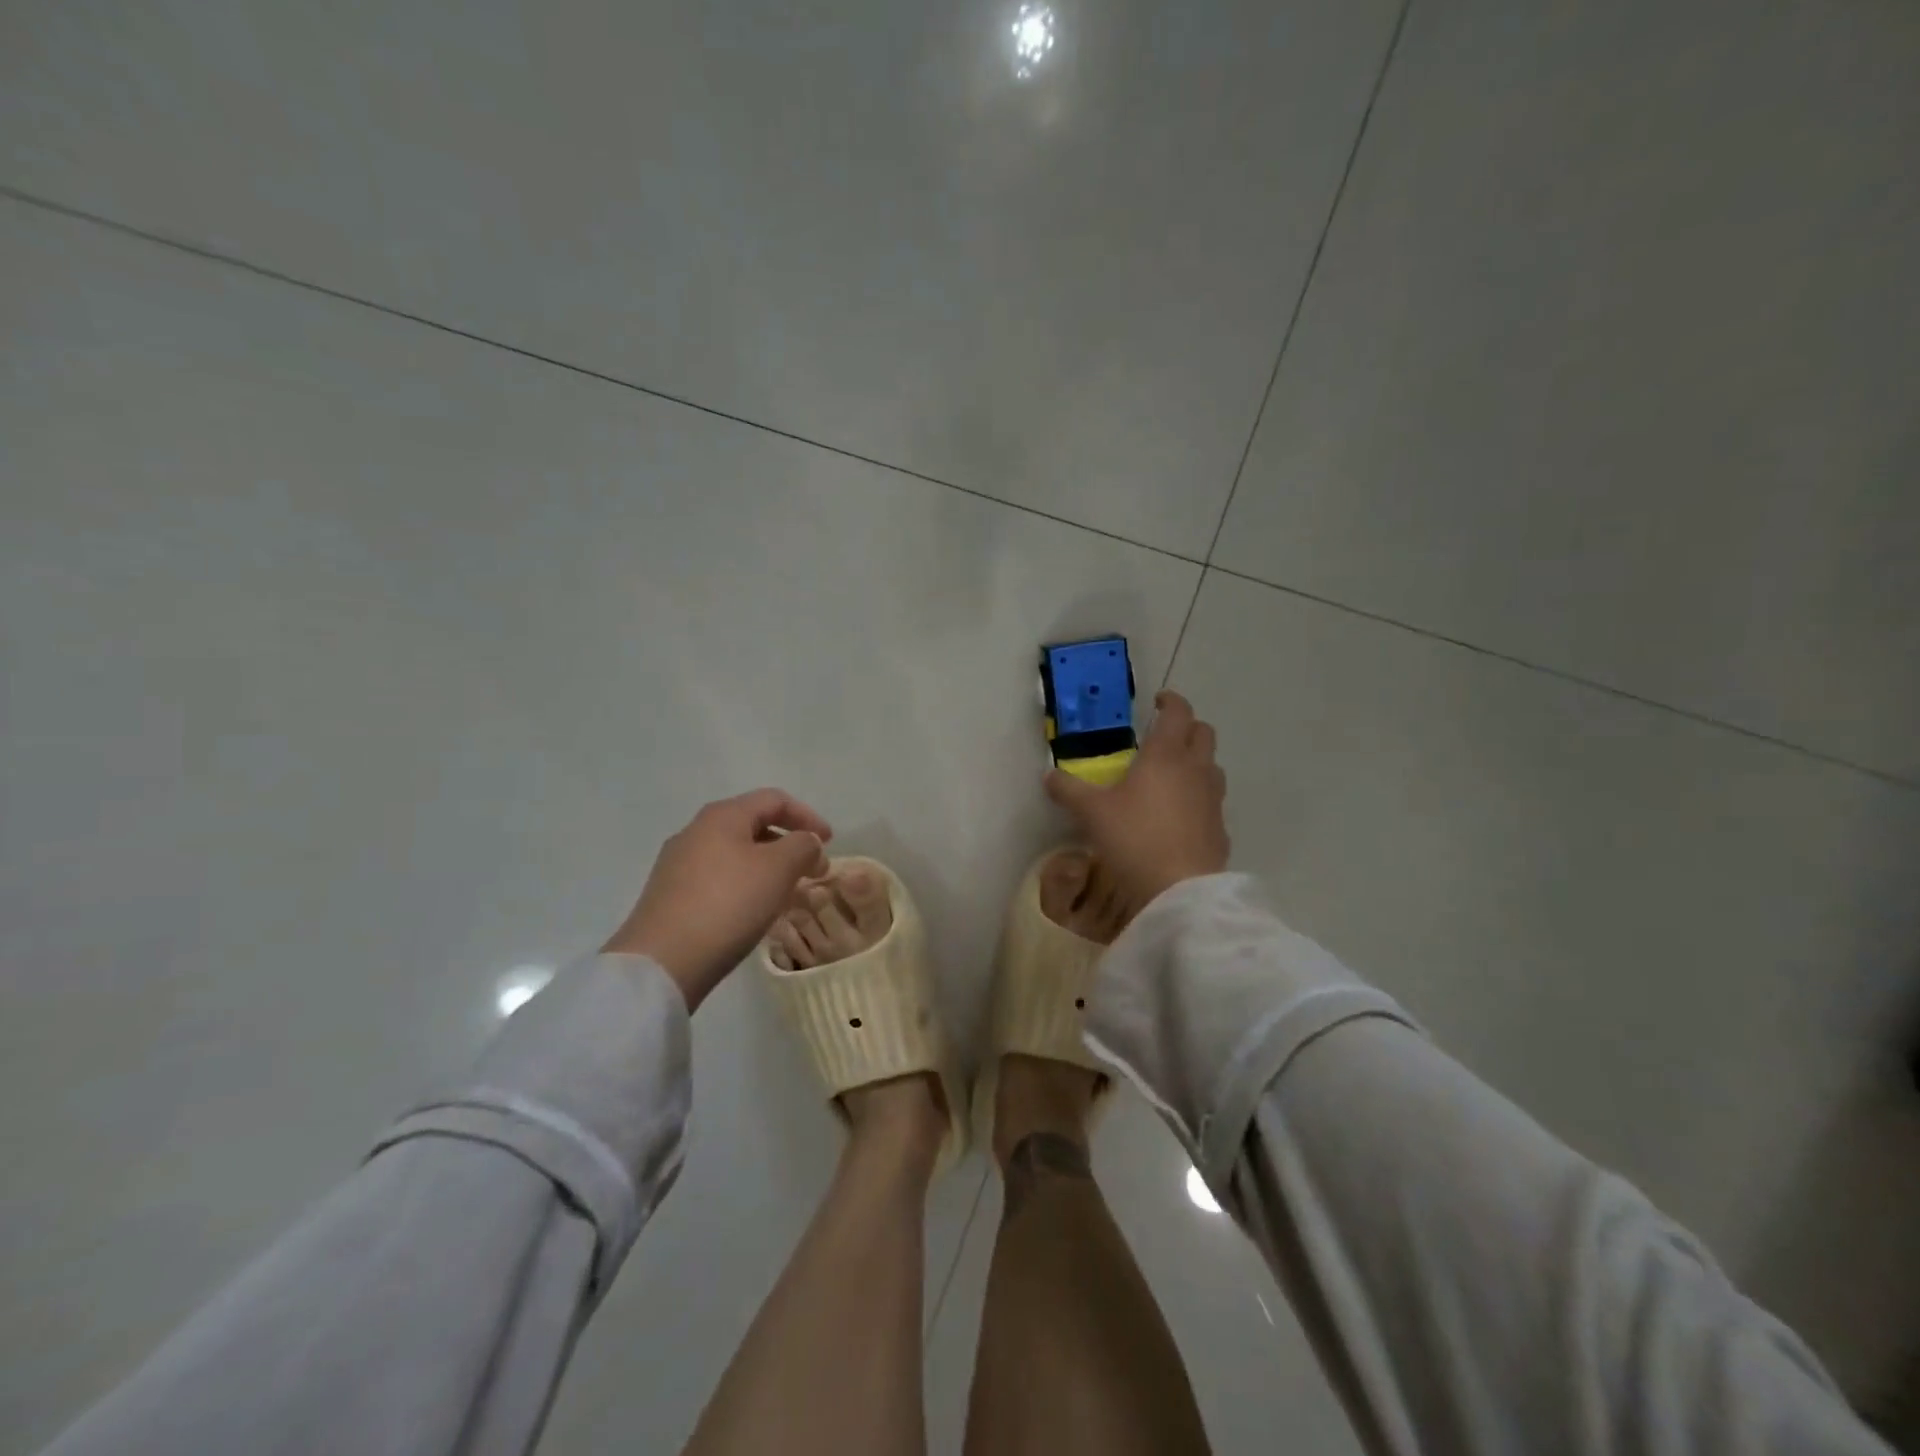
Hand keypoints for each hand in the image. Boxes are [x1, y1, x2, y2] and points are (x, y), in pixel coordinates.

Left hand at [604, 788, 831, 1009]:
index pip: (774, 800)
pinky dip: (747, 886)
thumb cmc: (728, 904)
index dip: (808, 816)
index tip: (830, 842)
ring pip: (737, 854)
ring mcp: (678, 865)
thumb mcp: (778, 869)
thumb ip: (802, 847)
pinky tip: (756, 912)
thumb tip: (806, 843)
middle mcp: (696, 831)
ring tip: (789, 895)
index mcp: (722, 816)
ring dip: (769, 868)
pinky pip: (720, 879)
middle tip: (814, 871)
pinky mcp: (671, 896)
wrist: (661, 963)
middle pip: (753, 825)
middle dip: (789, 845)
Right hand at [1044, 690, 1227, 906]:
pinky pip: (1212, 801)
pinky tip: (1180, 815)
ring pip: (1212, 766)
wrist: (1180, 889)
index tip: (1157, 701)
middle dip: (1187, 727)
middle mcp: (1195, 770)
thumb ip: (1068, 790)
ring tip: (1171, 775)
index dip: (1170, 701)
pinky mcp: (1220, 828)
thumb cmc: (1134, 838)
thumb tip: (1049, 776)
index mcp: (1166, 755)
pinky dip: (1199, 797)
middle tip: (1163, 736)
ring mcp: (1213, 799)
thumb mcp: (1091, 813)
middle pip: (1203, 733)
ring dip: (1196, 761)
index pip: (1178, 712)